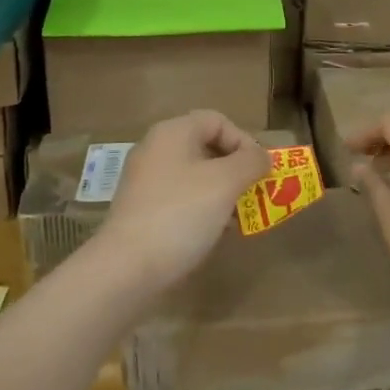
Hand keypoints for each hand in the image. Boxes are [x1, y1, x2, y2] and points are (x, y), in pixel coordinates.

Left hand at [98, 110, 268, 291]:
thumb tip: (263, 156)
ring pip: (195, 176)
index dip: (244, 141)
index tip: (260, 171)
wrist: (126, 268)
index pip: (218, 121)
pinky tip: (215, 232)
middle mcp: (155, 150)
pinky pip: (181, 199)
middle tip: (255, 194)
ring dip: (223, 192)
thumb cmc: (181, 214)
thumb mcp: (226, 182)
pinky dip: (202, 209)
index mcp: (173, 133)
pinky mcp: (142, 210)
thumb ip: (251, 162)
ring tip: (240, 218)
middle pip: (206, 148)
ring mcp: (145, 181)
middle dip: (236, 170)